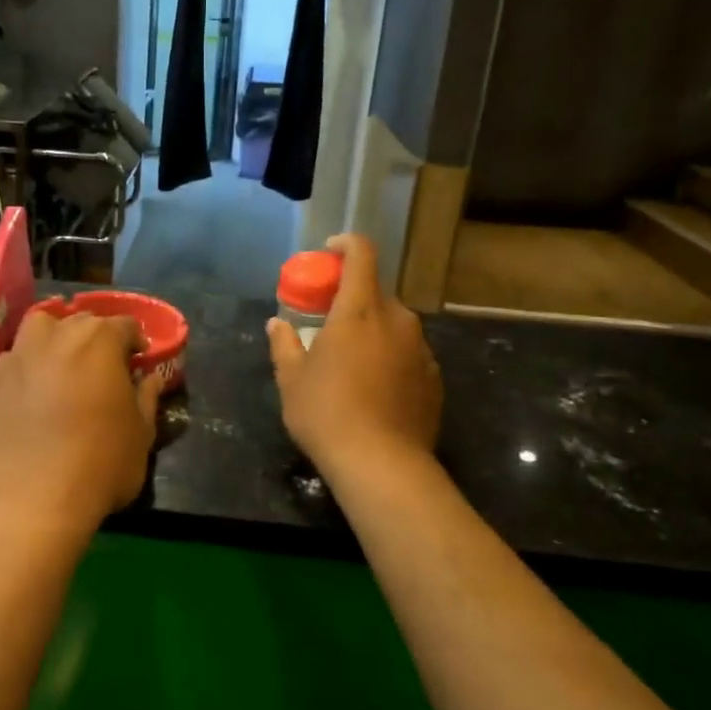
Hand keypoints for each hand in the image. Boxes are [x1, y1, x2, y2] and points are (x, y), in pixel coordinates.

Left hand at [0, 309, 162, 532]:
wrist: (37, 501)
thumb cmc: (101, 465)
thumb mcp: (142, 434)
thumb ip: (147, 397)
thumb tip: (149, 379)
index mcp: (99, 342)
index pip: (124, 325)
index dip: (135, 342)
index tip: (138, 362)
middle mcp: (56, 337)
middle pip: (81, 322)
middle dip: (96, 338)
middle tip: (102, 367)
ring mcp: (18, 356)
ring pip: (39, 328)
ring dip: (54, 338)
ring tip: (61, 365)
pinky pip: (12, 360)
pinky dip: (26, 367)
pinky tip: (31, 392)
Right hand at [267, 234, 441, 478]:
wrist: (382, 465)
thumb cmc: (326, 413)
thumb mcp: (291, 379)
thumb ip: (284, 344)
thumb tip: (276, 324)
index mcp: (359, 310)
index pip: (361, 254)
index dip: (345, 244)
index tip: (328, 252)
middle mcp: (397, 320)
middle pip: (376, 291)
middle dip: (352, 296)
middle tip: (328, 319)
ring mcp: (420, 349)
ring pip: (394, 324)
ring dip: (372, 329)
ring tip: (351, 359)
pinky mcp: (433, 378)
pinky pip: (408, 352)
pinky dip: (390, 356)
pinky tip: (374, 387)